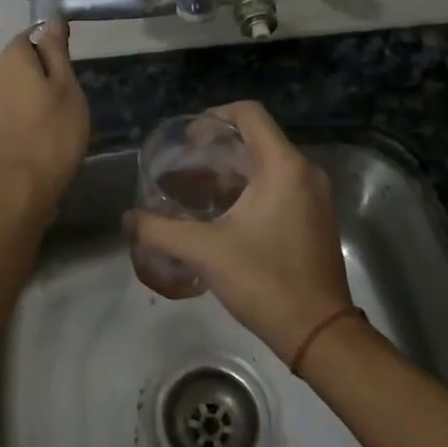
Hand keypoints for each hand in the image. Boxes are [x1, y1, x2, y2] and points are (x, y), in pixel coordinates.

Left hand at [0, 21, 89, 224]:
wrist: (20, 189)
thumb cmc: (53, 133)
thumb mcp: (66, 85)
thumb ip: (57, 51)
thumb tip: (52, 20)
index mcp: (10, 59)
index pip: (31, 35)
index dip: (53, 46)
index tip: (72, 66)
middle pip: (22, 62)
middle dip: (45, 72)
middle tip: (71, 95)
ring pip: (17, 88)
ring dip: (36, 96)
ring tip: (61, 117)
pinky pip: (12, 110)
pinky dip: (27, 115)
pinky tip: (44, 134)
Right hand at [124, 101, 352, 363]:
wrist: (319, 333)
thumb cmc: (265, 281)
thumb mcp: (205, 252)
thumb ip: (160, 230)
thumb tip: (128, 218)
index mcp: (283, 166)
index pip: (249, 113)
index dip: (214, 117)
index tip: (188, 141)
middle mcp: (305, 172)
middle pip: (257, 137)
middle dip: (218, 147)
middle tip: (185, 167)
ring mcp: (315, 195)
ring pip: (268, 163)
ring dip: (233, 170)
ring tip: (197, 190)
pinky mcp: (316, 217)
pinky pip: (280, 184)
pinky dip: (251, 188)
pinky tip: (224, 215)